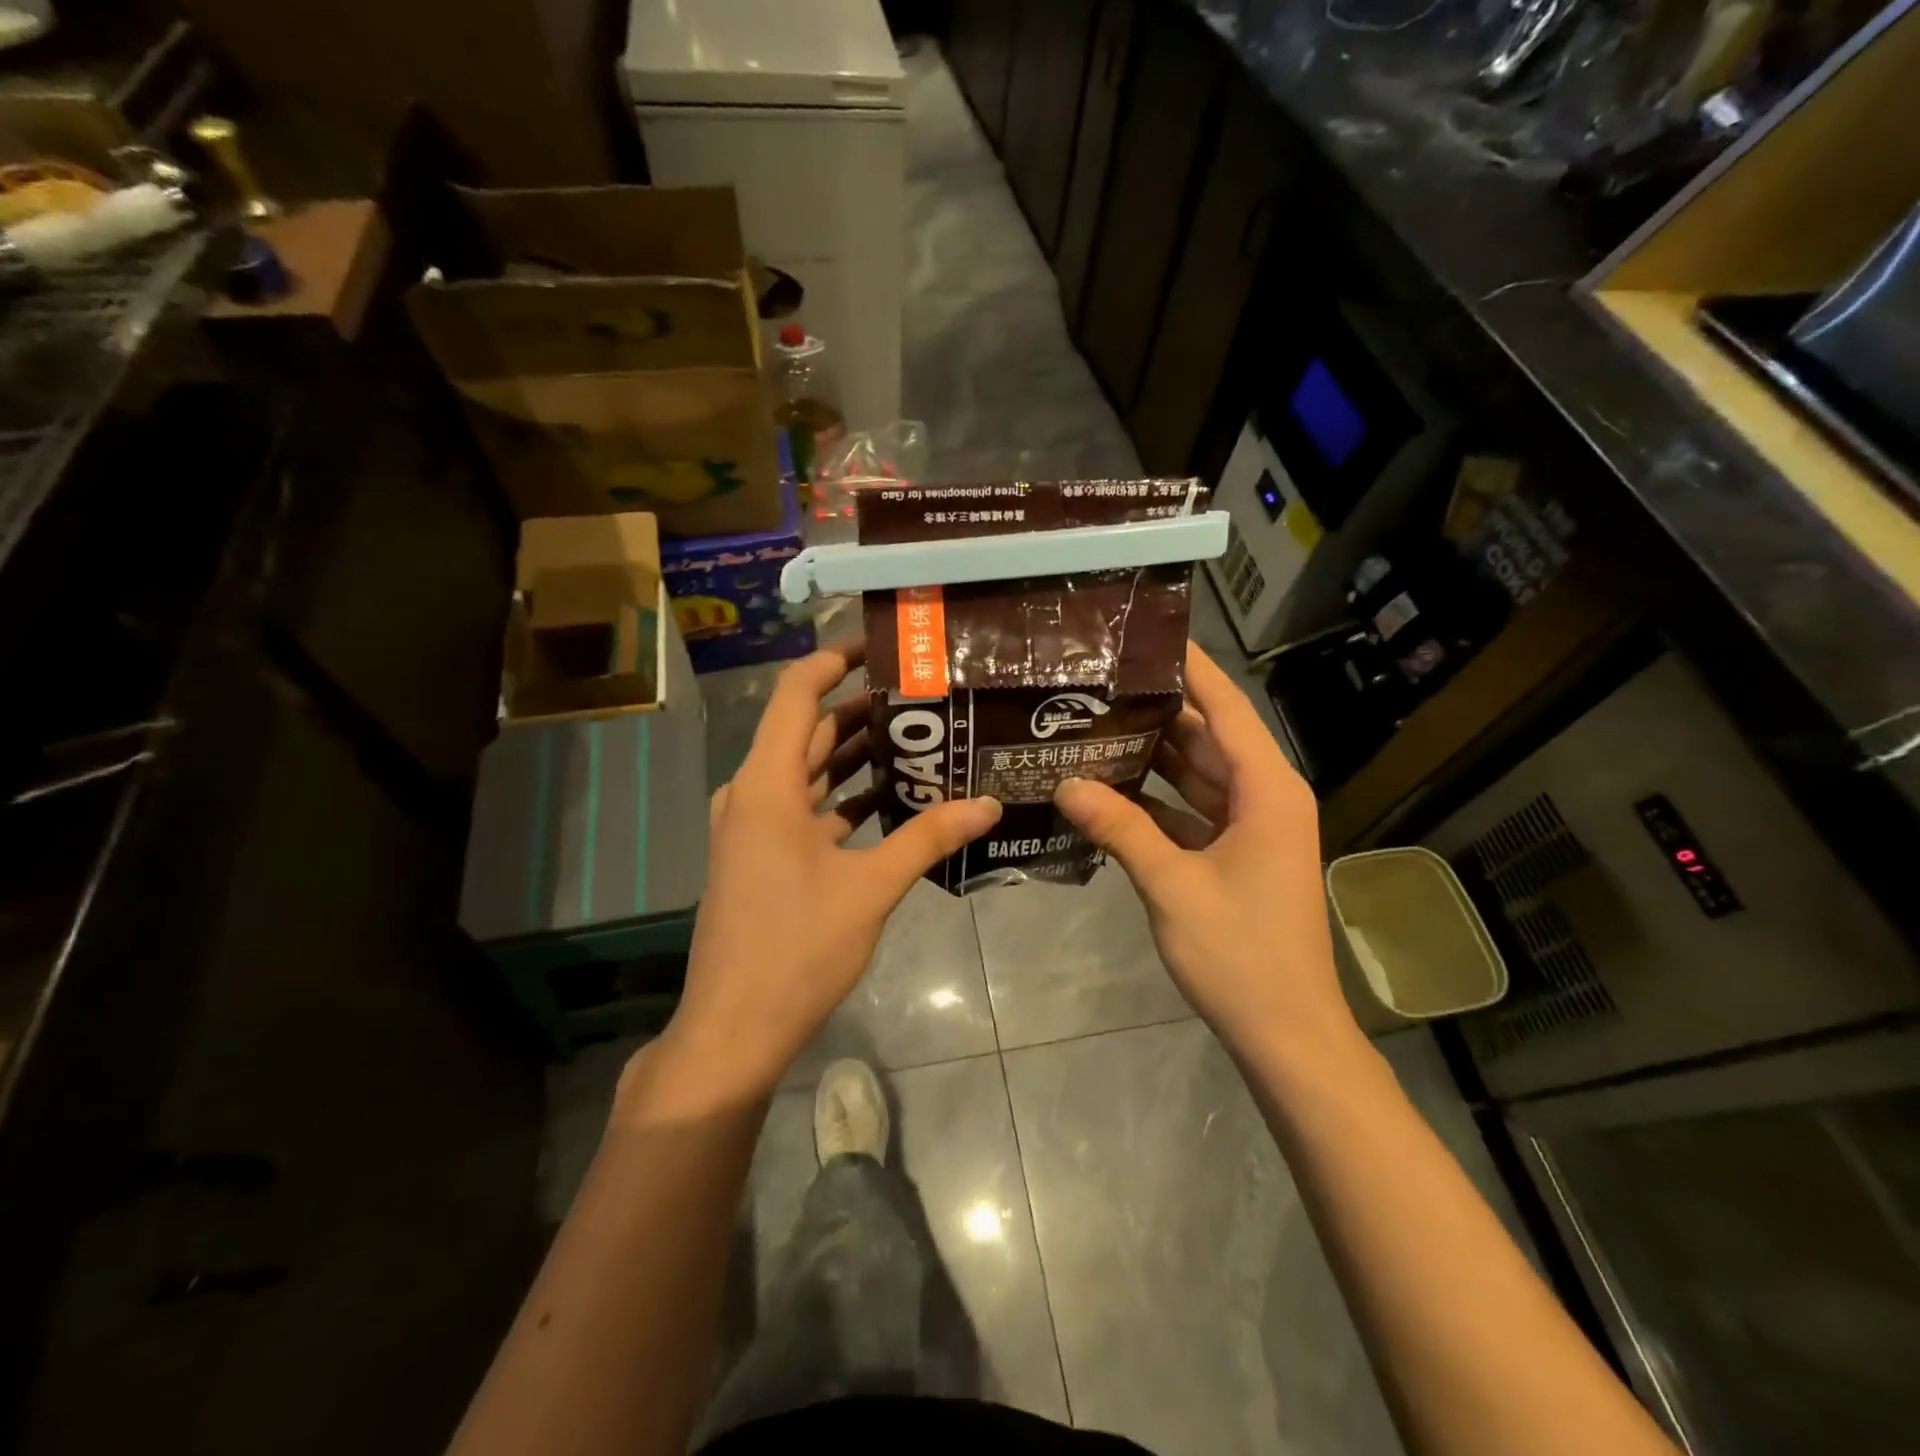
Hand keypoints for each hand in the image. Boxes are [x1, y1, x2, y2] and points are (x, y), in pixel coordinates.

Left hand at [648, 644, 1001, 1101]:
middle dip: (861, 709)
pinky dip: (843, 796)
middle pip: (809, 731)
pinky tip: (891, 798)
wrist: (735, 1027)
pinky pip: (806, 807)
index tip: (881, 647)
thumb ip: (928, 837)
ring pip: (808, 771)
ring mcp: (754, 827)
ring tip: (917, 738)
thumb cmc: (797, 947)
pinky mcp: (762, 856)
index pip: (797, 694)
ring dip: (855, 755)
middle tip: (923, 696)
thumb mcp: (871, 888)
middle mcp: (753, 793)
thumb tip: (988, 804)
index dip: (834, 661)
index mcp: (767, 784)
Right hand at [1053, 642, 1358, 1065]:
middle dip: (1159, 708)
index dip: (1193, 669)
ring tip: (1094, 722)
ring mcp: (1250, 828)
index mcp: (1266, 791)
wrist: (1285, 1033)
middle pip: (1208, 737)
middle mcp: (1264, 797)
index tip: (1150, 636)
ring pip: (1196, 774)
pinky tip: (1107, 787)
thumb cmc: (1240, 953)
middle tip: (1100, 681)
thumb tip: (1065, 783)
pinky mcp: (1235, 855)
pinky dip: (1155, 799)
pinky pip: (1190, 810)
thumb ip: (1120, 828)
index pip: (1228, 709)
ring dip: (1152, 753)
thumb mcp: (1172, 885)